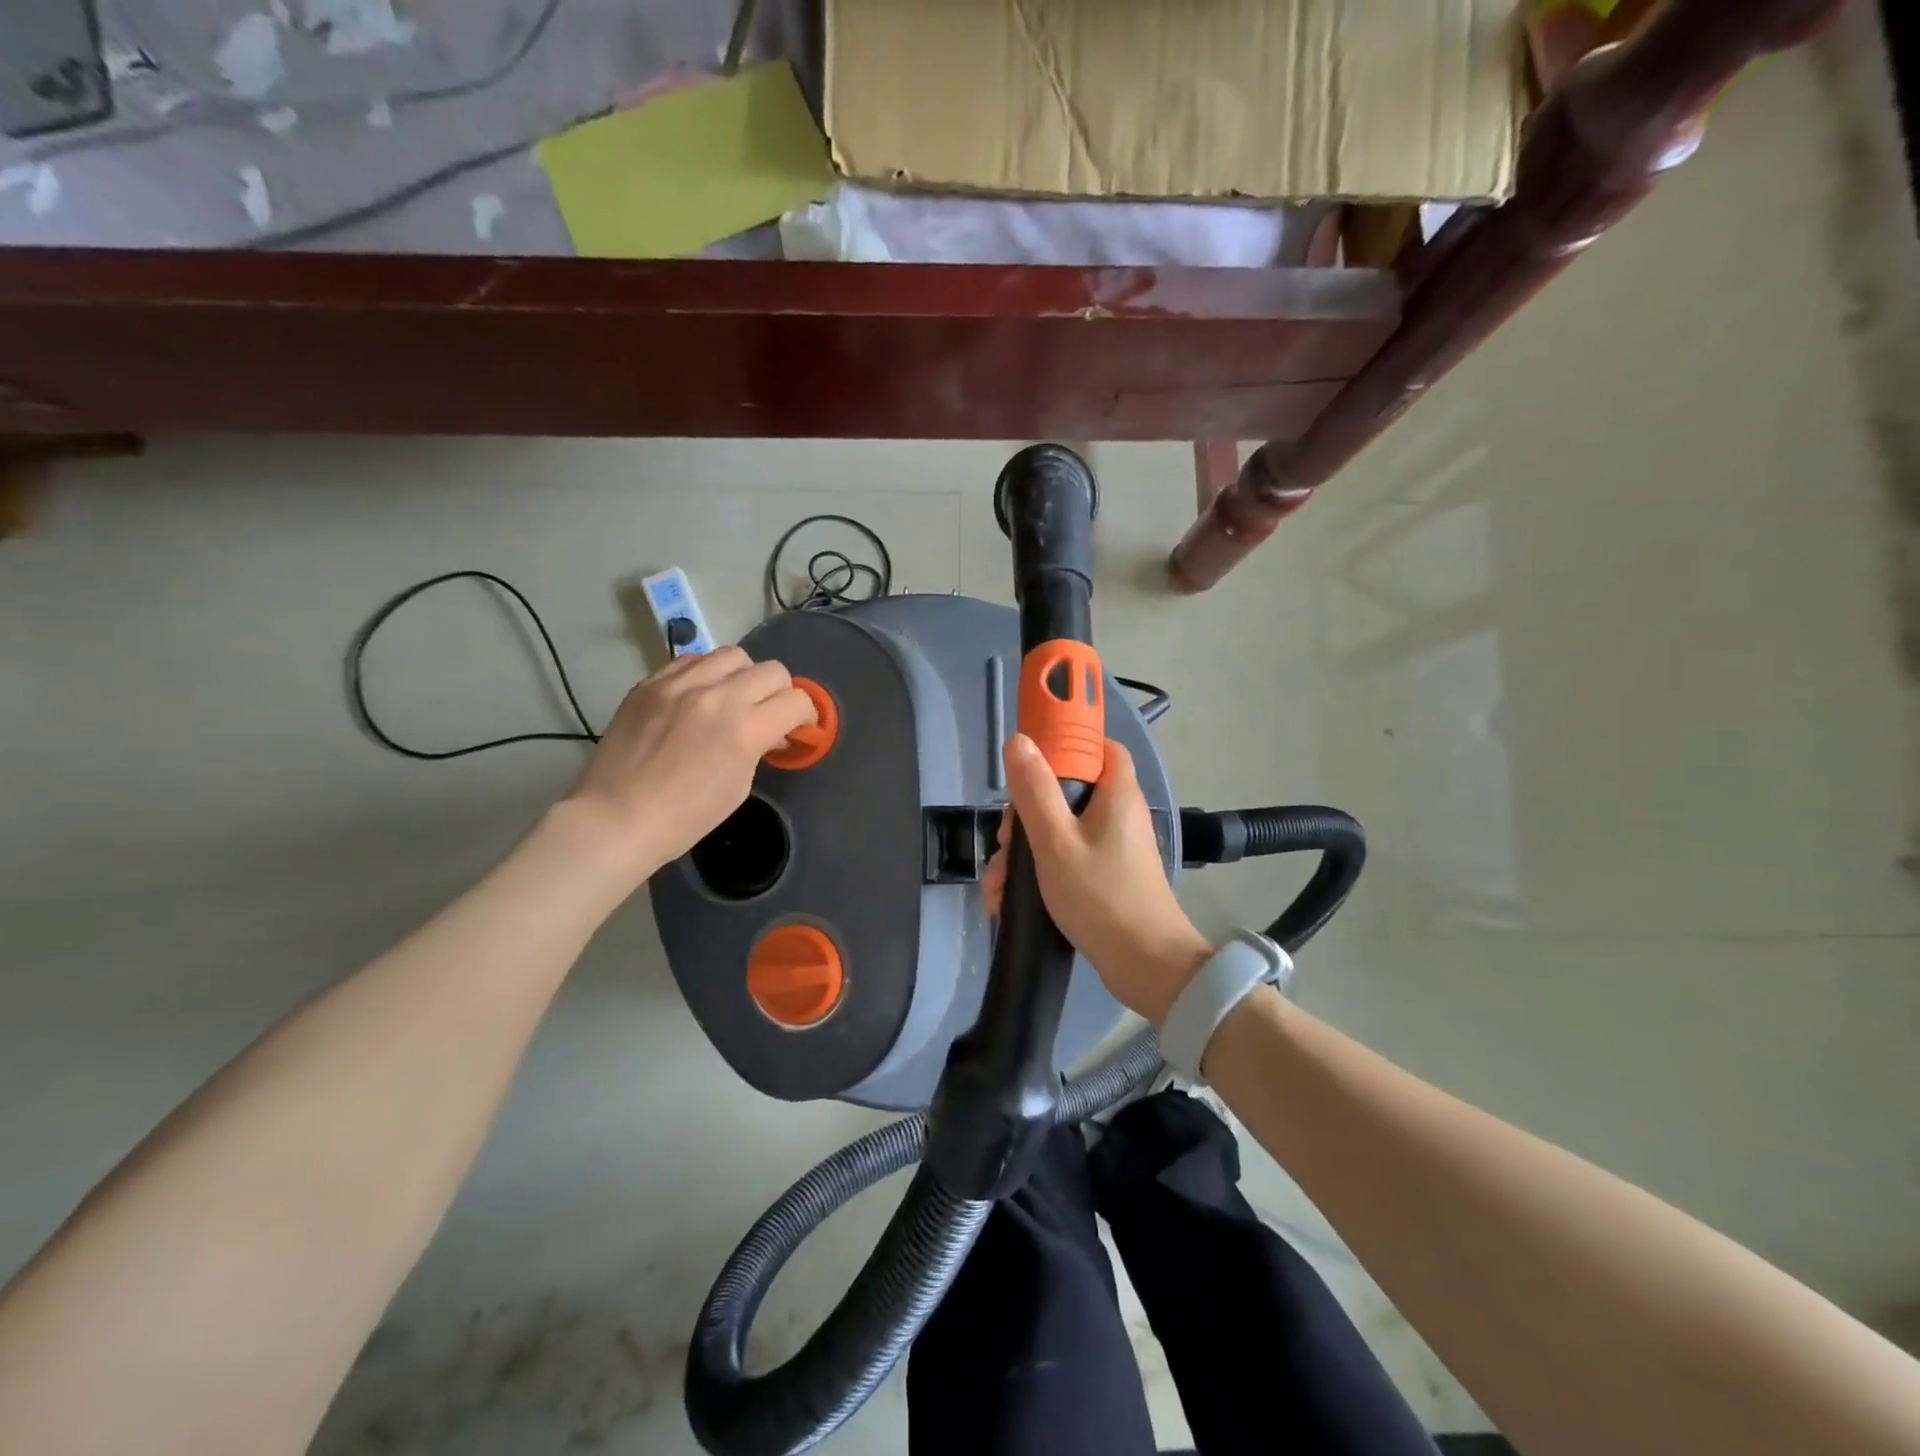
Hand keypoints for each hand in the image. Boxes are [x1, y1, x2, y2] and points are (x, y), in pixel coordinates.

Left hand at [563, 647, 814, 880]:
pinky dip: (707, 673)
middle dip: (781, 693)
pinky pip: (693, 660)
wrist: (617, 817)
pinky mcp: (651, 682)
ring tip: (733, 698)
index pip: (796, 701)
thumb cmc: (685, 817)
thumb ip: (759, 747)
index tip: (798, 728)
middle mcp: (716, 696)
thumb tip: (771, 730)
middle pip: (772, 670)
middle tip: (769, 713)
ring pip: (733, 655)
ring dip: (744, 676)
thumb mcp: (739, 786)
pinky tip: (700, 696)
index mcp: (744, 729)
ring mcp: (680, 684)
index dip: (806, 715)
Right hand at [983, 734, 1211, 1024]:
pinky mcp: (1106, 873)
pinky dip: (1040, 871)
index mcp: (1116, 792)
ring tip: (999, 887)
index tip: (1028, 767)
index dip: (1063, 746)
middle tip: (1006, 844)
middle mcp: (1118, 812)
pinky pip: (1067, 856)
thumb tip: (1020, 740)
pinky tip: (1008, 900)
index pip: (1097, 745)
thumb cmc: (1101, 897)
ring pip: (1059, 828)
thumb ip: (1035, 790)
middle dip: (1025, 816)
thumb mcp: (1056, 842)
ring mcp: (1113, 845)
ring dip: (1024, 853)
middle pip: (1066, 791)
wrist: (1146, 967)